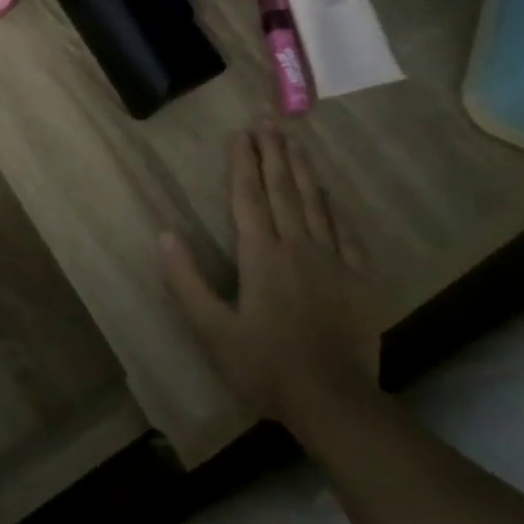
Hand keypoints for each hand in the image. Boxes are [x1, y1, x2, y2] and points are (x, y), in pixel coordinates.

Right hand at [160, 128, 380, 427]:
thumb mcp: (211, 329)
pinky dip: (336, 208)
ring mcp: (333, 261)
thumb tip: (164, 235)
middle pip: (283, 190)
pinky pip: (347, 233)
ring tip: (295, 142)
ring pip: (316, 204)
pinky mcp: (359, 280)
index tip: (240, 133)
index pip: (247, 197)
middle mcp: (297, 246)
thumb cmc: (264, 365)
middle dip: (274, 153)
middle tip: (269, 121)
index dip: (242, 162)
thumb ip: (186, 280)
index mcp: (260, 255)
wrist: (334, 402)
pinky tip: (331, 194)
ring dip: (303, 170)